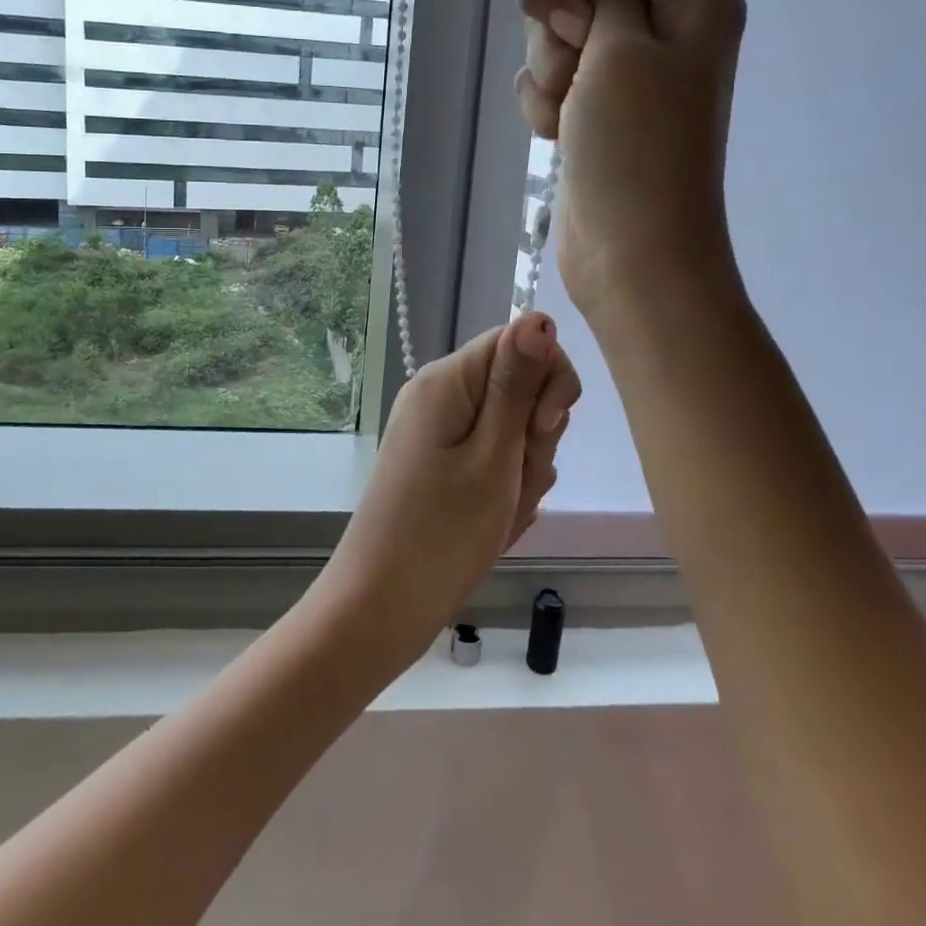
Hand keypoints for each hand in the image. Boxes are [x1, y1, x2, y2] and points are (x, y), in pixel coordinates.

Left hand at [311, 313, 579, 674]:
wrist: (380, 609)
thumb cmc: (442, 535)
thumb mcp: (493, 457)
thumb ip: (518, 385)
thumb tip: (539, 316)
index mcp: (446, 380)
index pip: (520, 340)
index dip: (546, 381)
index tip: (539, 431)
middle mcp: (440, 396)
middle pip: (519, 387)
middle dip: (534, 437)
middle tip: (511, 483)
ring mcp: (439, 433)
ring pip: (513, 430)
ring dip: (523, 472)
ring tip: (498, 513)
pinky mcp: (442, 466)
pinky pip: (494, 461)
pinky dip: (504, 491)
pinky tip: (492, 526)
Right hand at [514, 0, 748, 324]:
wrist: (631, 253)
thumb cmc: (637, 148)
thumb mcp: (622, 46)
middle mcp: (660, 20)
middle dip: (560, 1)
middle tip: (574, 41)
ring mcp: (622, 66)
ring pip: (558, 22)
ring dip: (548, 59)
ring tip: (567, 105)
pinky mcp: (590, 104)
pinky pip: (549, 72)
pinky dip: (544, 98)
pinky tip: (556, 133)